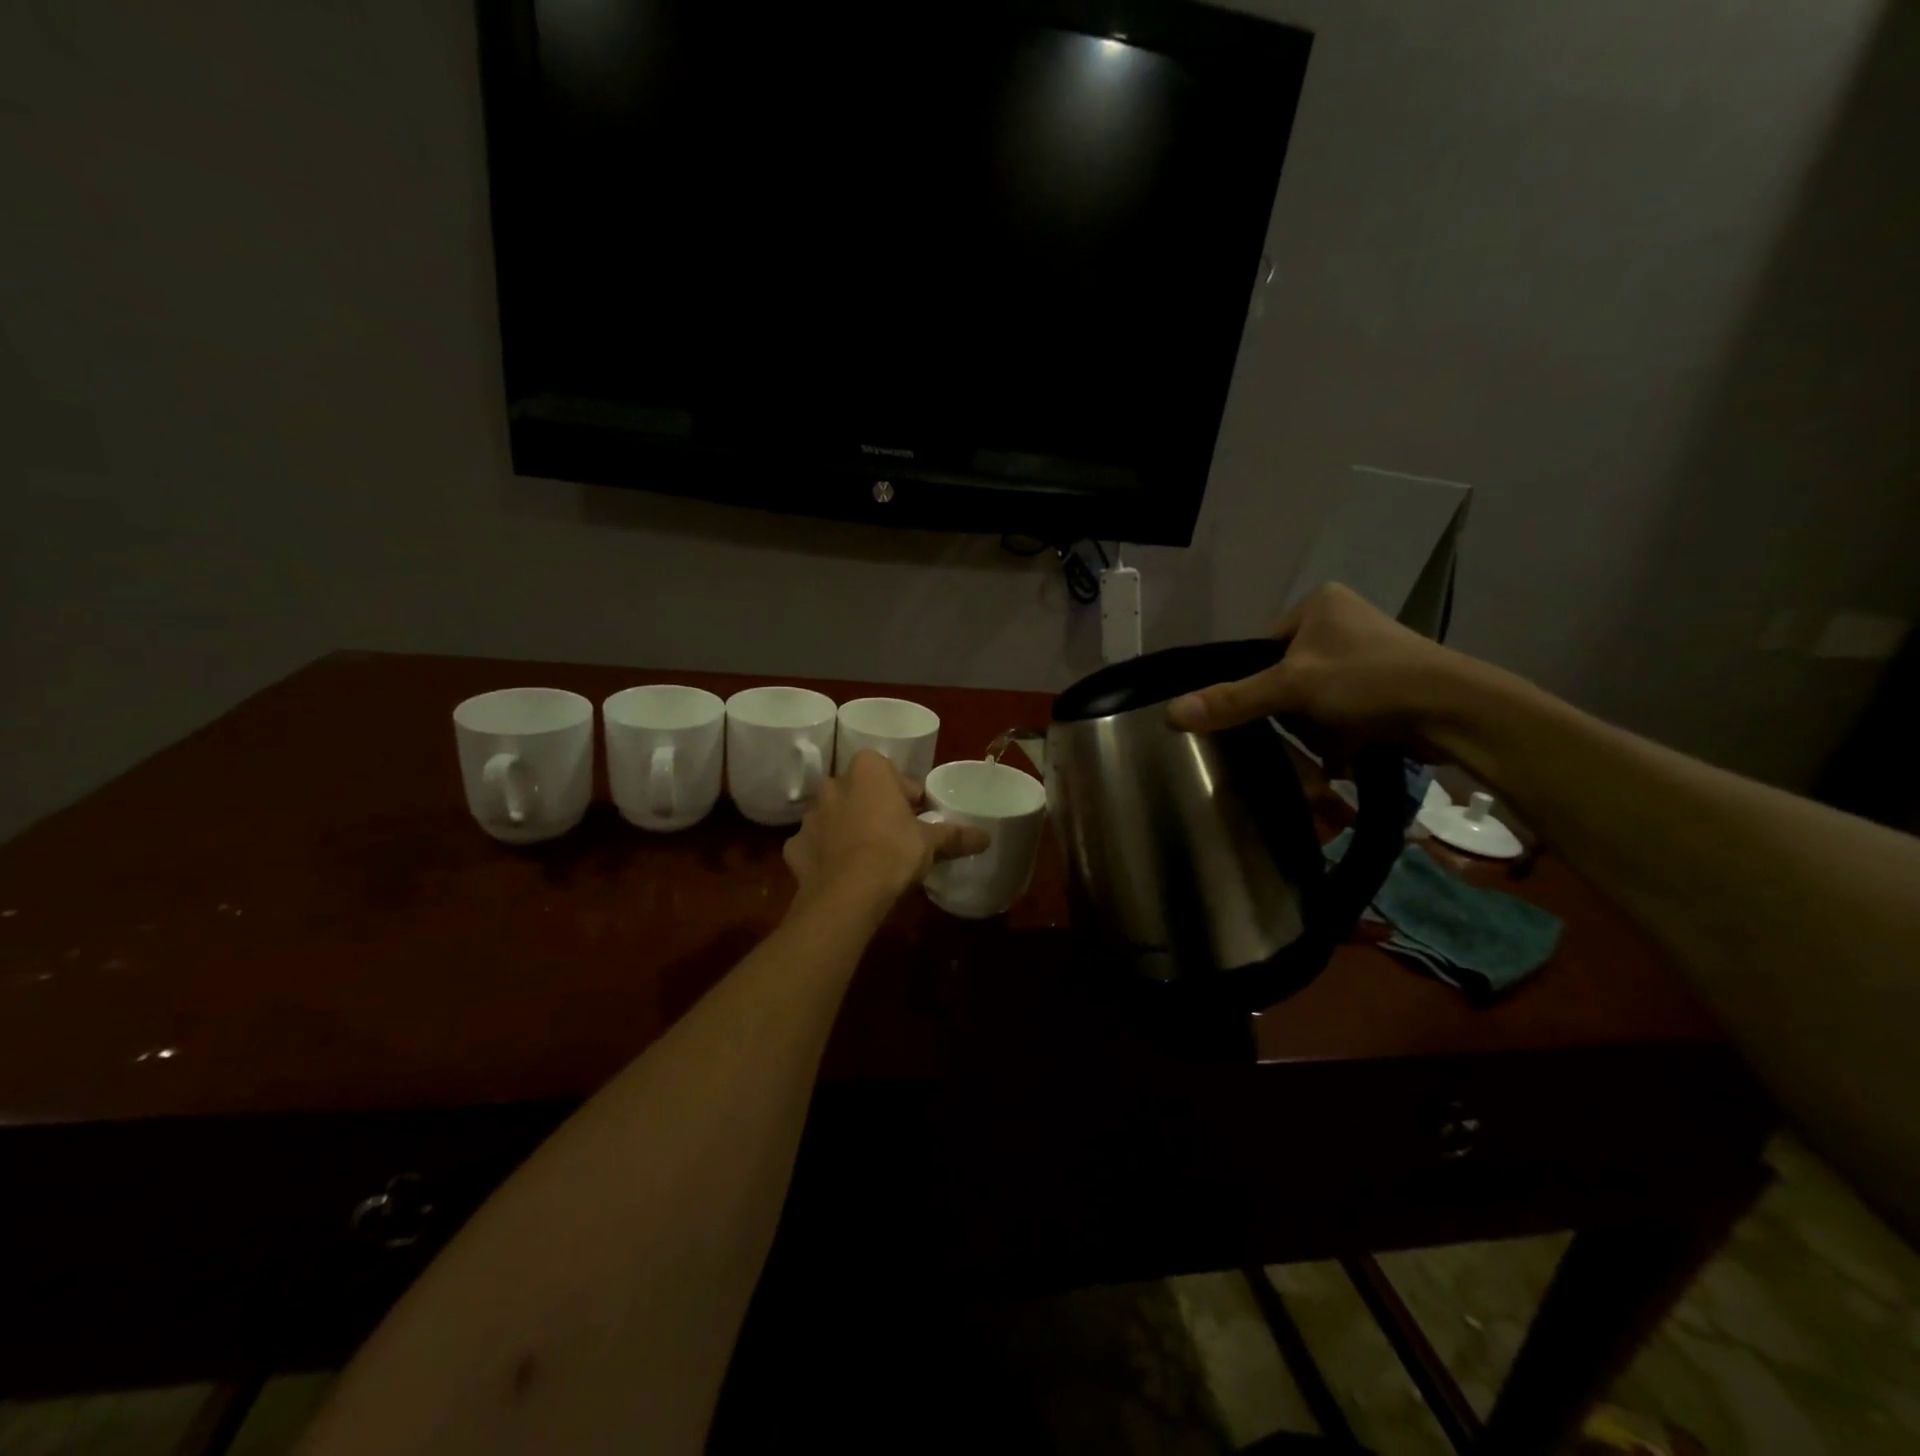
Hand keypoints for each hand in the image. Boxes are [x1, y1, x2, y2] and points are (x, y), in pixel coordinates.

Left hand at [783, 751, 989, 907]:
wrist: (847, 893)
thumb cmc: (893, 852)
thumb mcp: (931, 843)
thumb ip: (955, 835)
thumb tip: (986, 837)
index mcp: (868, 771)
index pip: (889, 772)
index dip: (904, 793)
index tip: (915, 814)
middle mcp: (834, 785)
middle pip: (858, 790)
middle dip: (872, 806)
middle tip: (892, 833)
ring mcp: (809, 816)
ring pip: (832, 816)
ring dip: (846, 828)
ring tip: (866, 856)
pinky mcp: (794, 847)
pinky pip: (814, 845)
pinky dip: (824, 855)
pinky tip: (840, 873)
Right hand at [1166, 583, 1474, 749]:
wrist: (1457, 712)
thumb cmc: (1370, 682)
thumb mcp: (1292, 688)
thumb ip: (1231, 700)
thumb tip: (1169, 715)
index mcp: (1318, 604)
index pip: (1259, 648)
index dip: (1258, 685)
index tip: (1271, 711)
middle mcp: (1342, 621)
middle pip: (1284, 678)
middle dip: (1293, 712)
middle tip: (1309, 726)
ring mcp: (1367, 652)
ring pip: (1311, 700)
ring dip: (1317, 727)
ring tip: (1339, 737)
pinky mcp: (1386, 683)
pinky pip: (1341, 711)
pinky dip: (1342, 732)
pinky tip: (1355, 743)